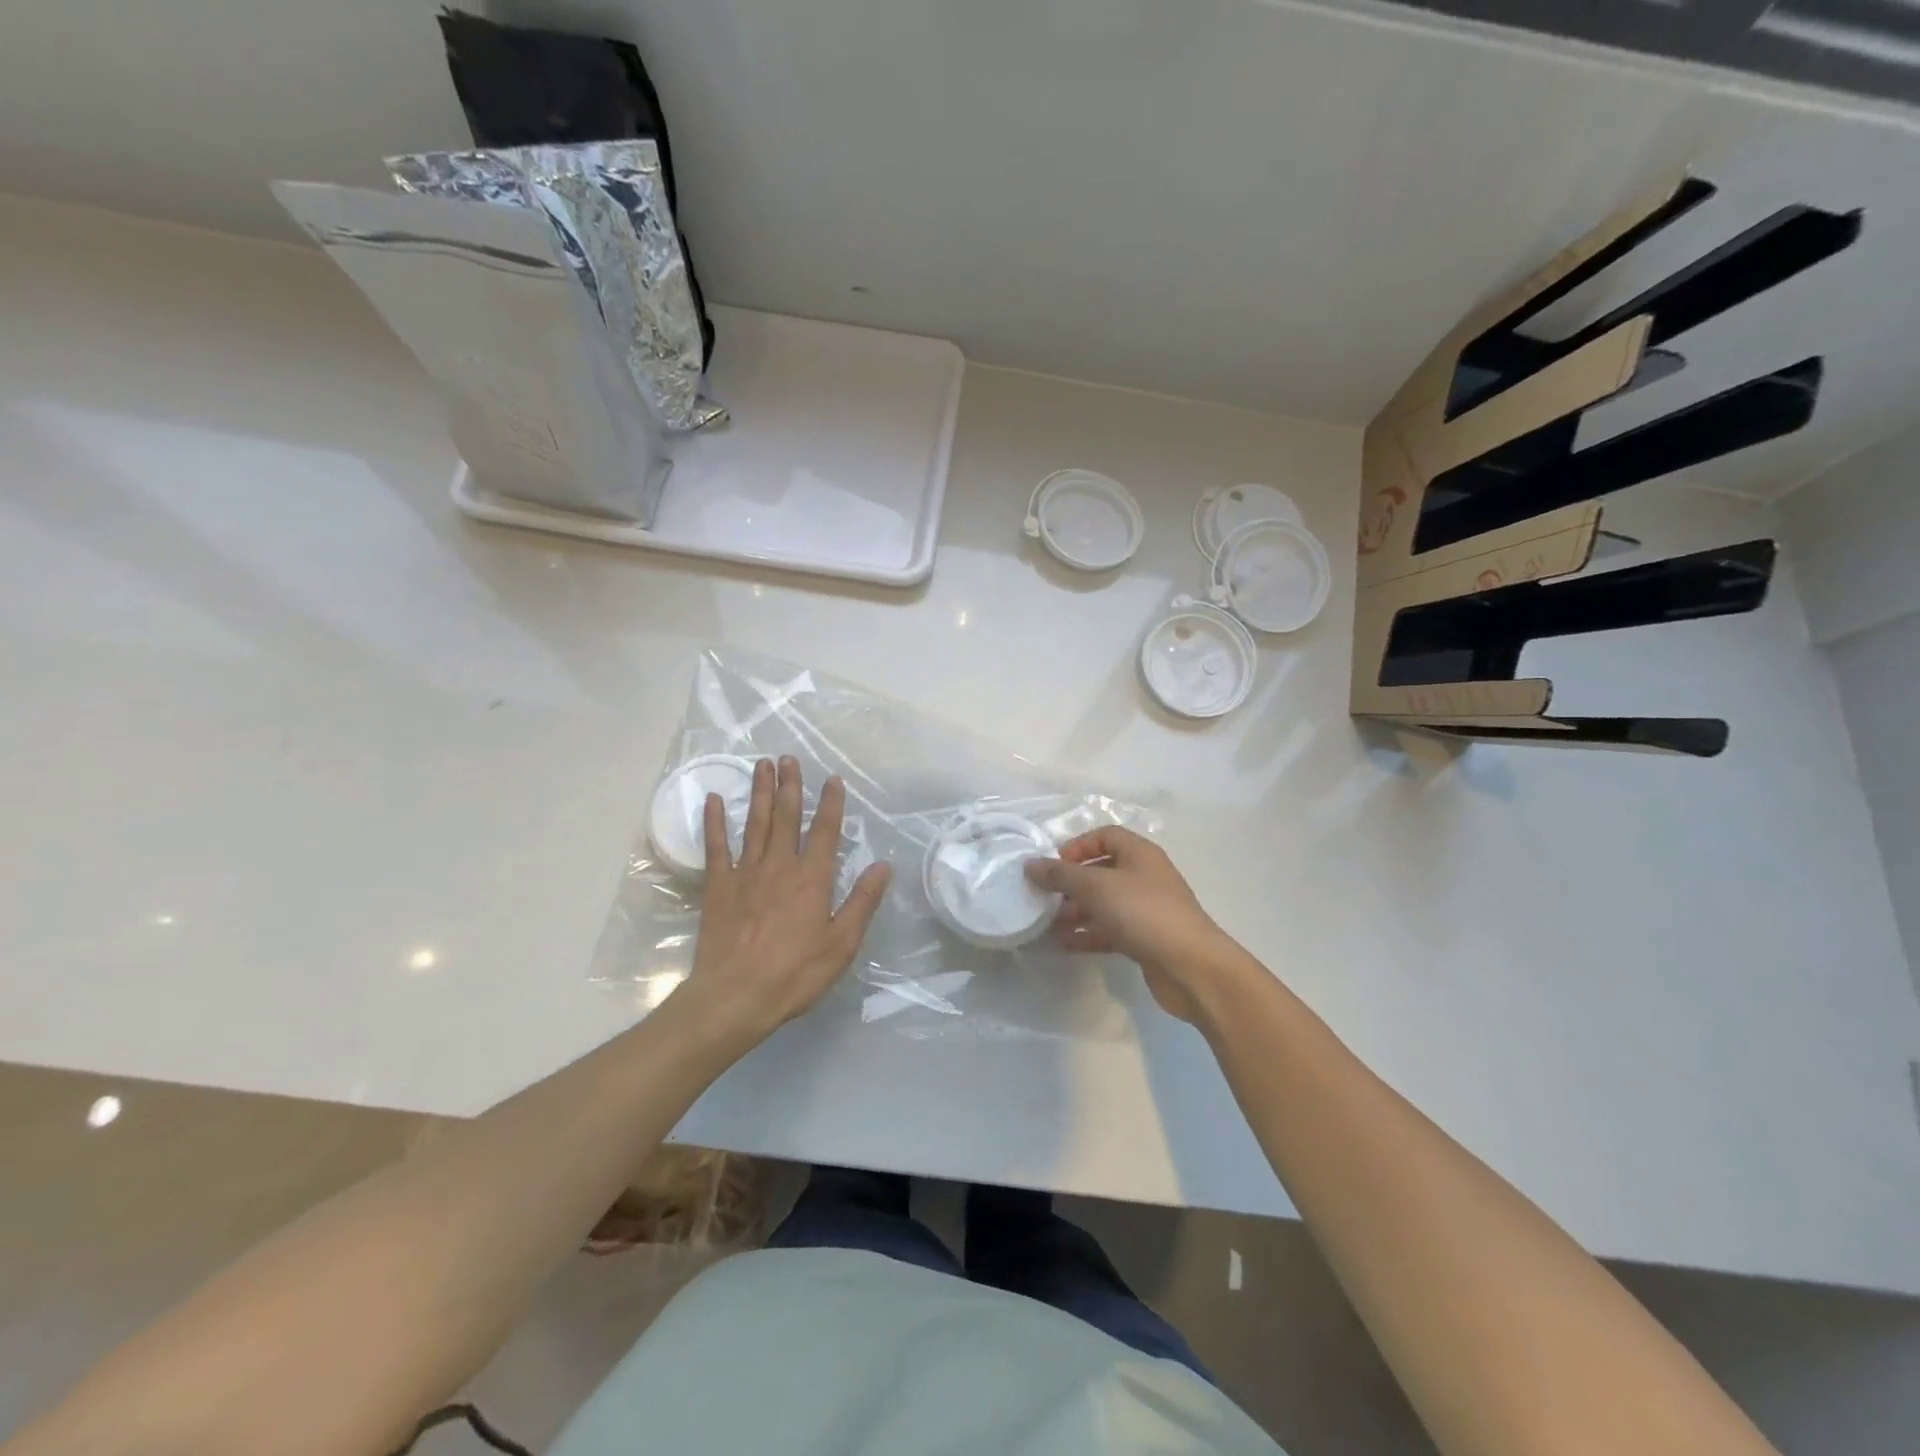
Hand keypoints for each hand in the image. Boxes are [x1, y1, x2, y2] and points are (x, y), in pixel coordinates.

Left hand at [681, 757, 890, 1043]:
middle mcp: (780, 866)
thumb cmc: (795, 974)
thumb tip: (883, 865)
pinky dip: (715, 822)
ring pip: (755, 823)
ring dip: (760, 792)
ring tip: (762, 765)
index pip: (826, 831)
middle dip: (791, 786)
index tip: (833, 779)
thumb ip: (862, 902)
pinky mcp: (718, 887)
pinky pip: (717, 847)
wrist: (735, 996)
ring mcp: (746, 873)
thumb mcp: (841, 944)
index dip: (832, 804)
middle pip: (787, 817)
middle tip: (788, 757)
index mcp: (812, 879)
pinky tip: (715, 800)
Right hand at [1024, 827, 1239, 1023]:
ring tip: (1048, 923)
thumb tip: (1030, 864)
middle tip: (1044, 897)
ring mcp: (1146, 910)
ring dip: (1076, 910)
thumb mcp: (1097, 887)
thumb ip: (1060, 874)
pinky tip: (1064, 943)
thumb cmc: (1144, 913)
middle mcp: (1144, 877)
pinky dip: (1088, 933)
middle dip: (1071, 883)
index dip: (1077, 846)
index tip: (1053, 865)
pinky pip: (1110, 930)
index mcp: (1139, 854)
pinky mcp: (1145, 939)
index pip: (1104, 836)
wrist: (1192, 967)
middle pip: (1101, 870)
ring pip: (1104, 903)